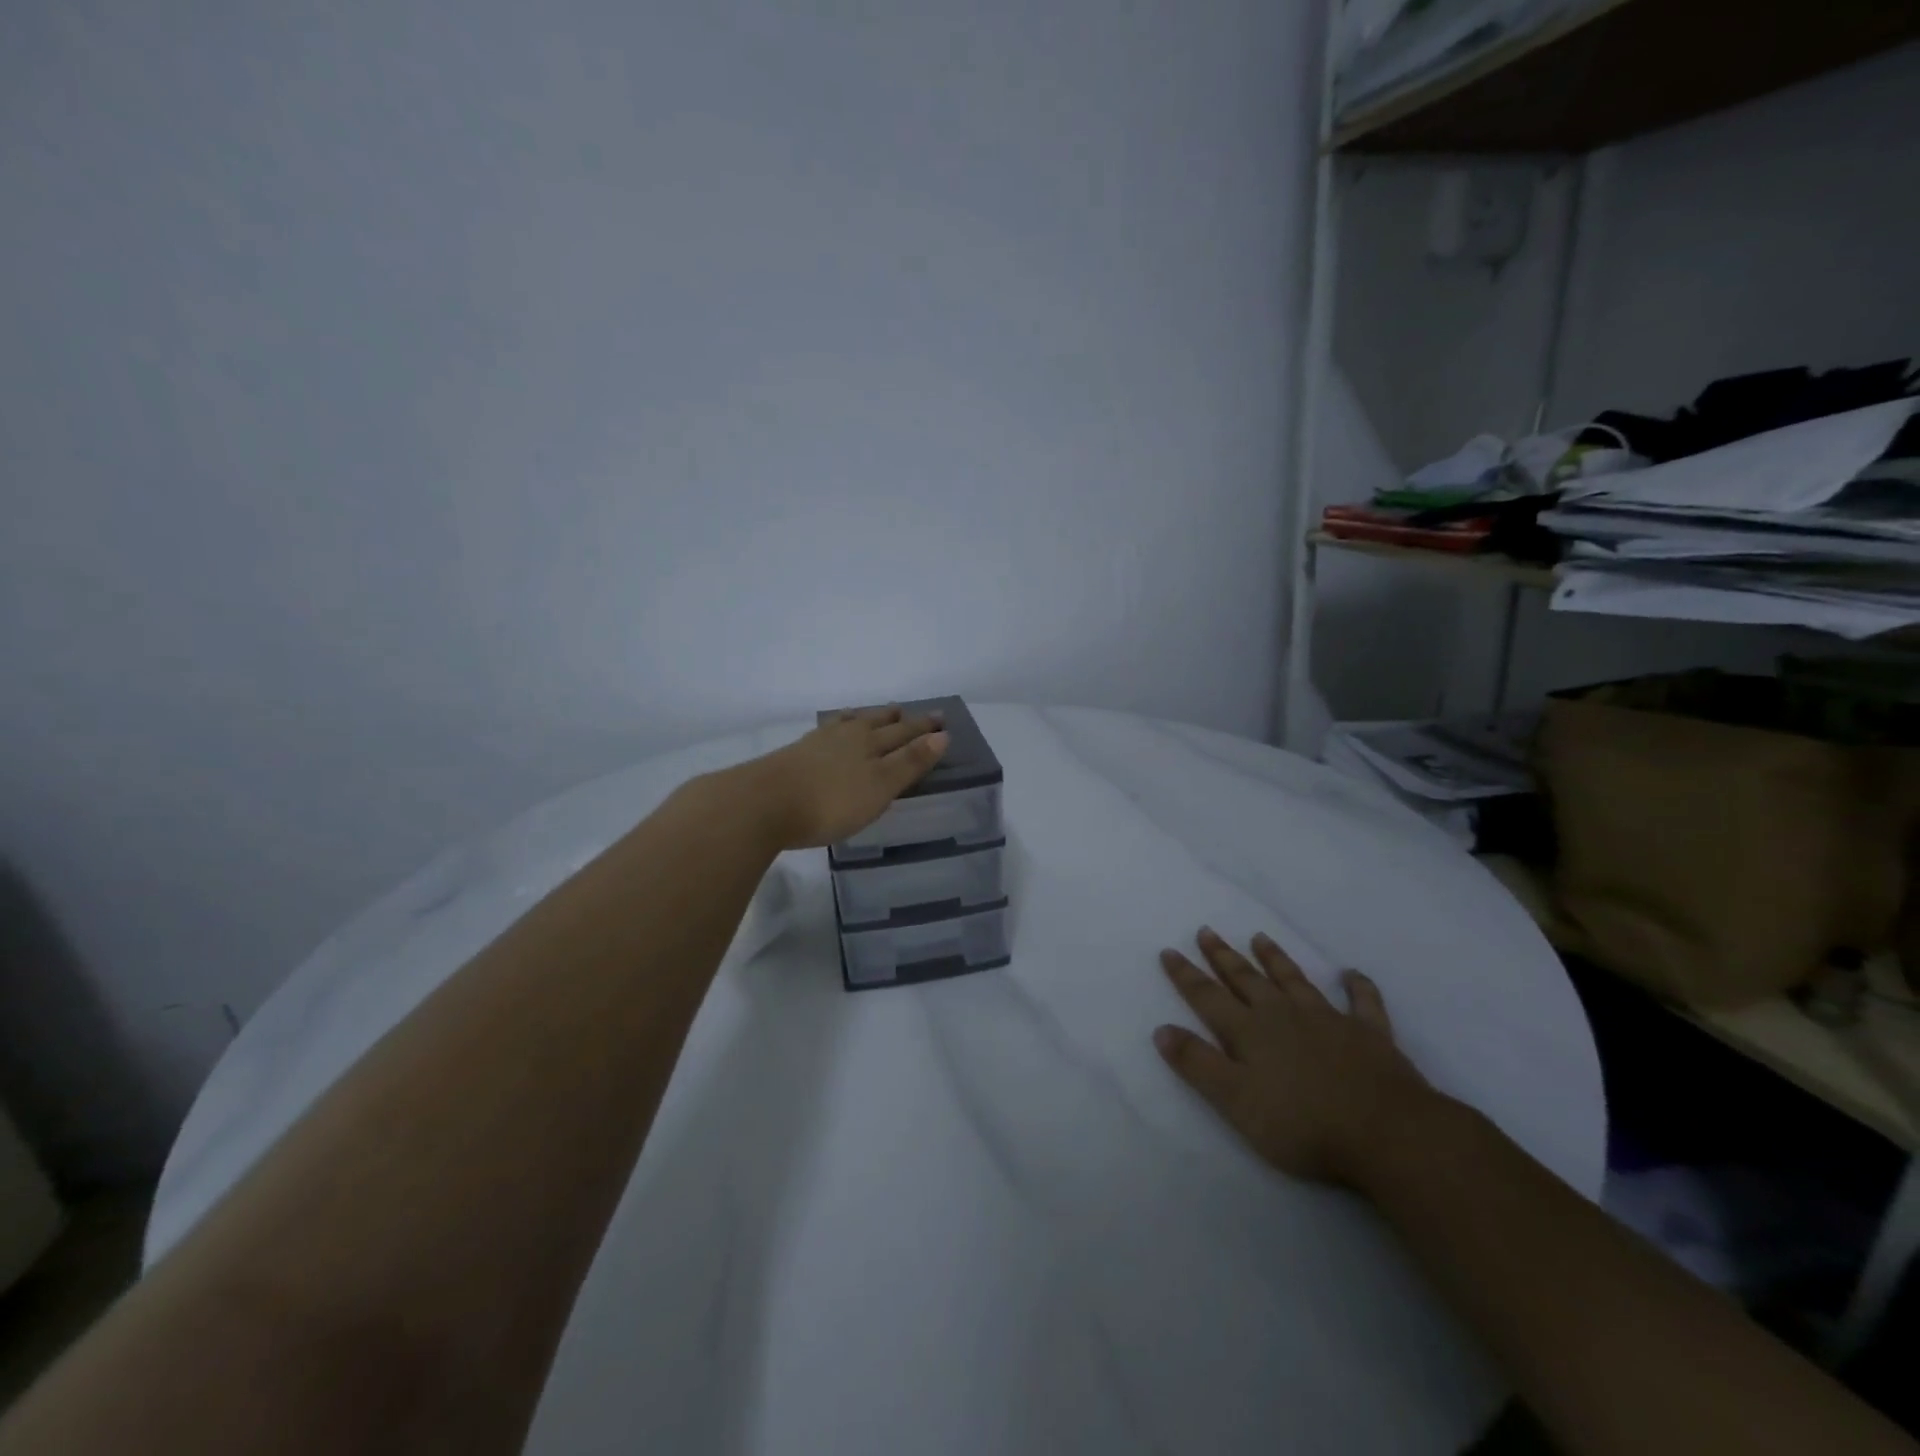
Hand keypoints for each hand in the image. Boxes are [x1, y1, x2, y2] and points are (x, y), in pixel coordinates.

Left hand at [740, 706, 948, 850]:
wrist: (762, 804)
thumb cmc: (830, 801)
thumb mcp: (879, 786)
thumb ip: (910, 762)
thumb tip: (942, 735)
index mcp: (870, 742)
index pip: (904, 733)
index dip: (924, 729)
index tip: (940, 720)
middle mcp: (846, 736)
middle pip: (877, 724)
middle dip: (898, 720)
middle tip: (909, 711)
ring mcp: (817, 743)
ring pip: (849, 724)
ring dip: (866, 719)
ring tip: (873, 714)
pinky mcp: (794, 755)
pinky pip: (826, 733)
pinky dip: (837, 728)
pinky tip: (830, 733)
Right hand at [1153, 928, 1439, 1189]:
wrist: (1386, 1133)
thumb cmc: (1303, 1124)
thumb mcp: (1236, 1101)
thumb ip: (1198, 1064)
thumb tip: (1161, 1029)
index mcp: (1250, 1032)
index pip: (1208, 997)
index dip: (1186, 975)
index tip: (1169, 951)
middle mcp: (1284, 1015)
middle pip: (1246, 980)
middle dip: (1223, 956)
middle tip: (1207, 931)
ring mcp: (1328, 1020)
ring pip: (1294, 980)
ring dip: (1275, 959)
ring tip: (1260, 937)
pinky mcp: (1370, 1034)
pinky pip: (1363, 1002)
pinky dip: (1357, 986)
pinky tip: (1351, 974)